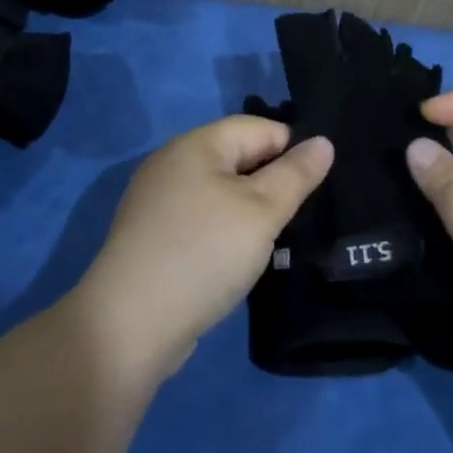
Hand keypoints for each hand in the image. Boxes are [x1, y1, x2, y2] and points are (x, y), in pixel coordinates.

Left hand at [75, 117, 331, 388]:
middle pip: (238, 157)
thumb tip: (323, 142)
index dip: (293, 149)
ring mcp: (158, 201)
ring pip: (221, 191)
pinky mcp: (153, 236)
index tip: (320, 185)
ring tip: (280, 239)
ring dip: (251, 210)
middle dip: (273, 181)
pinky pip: (203, 219)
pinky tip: (241, 258)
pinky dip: (226, 231)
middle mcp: (173, 163)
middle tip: (305, 215)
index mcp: (196, 144)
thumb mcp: (261, 211)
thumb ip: (295, 175)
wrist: (130, 325)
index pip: (259, 127)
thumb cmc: (204, 253)